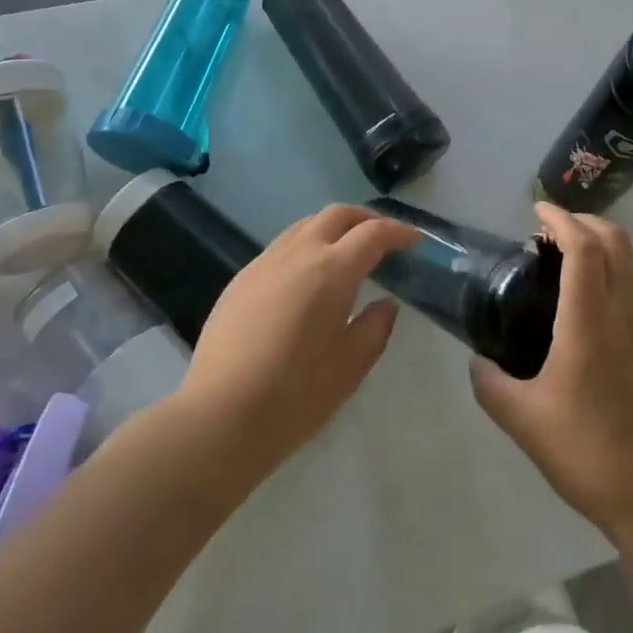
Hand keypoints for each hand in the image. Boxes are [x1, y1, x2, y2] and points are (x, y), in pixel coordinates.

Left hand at [177, 203, 416, 478]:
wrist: (219, 417)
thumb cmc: (295, 395)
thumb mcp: (350, 367)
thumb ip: (375, 328)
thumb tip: (385, 304)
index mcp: (332, 270)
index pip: (373, 234)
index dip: (398, 232)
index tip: (414, 241)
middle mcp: (298, 253)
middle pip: (337, 214)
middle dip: (365, 218)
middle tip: (382, 238)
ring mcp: (264, 263)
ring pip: (304, 225)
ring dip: (332, 229)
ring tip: (345, 253)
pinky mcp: (240, 280)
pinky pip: (280, 247)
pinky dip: (304, 247)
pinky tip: (305, 279)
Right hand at [471, 202, 632, 542]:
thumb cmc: (589, 453)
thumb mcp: (524, 423)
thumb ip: (491, 385)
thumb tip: (477, 362)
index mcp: (589, 324)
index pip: (584, 248)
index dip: (562, 220)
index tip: (538, 210)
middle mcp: (624, 315)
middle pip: (616, 242)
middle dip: (585, 221)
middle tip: (551, 229)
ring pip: (630, 265)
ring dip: (601, 246)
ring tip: (565, 261)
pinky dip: (611, 275)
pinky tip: (585, 309)